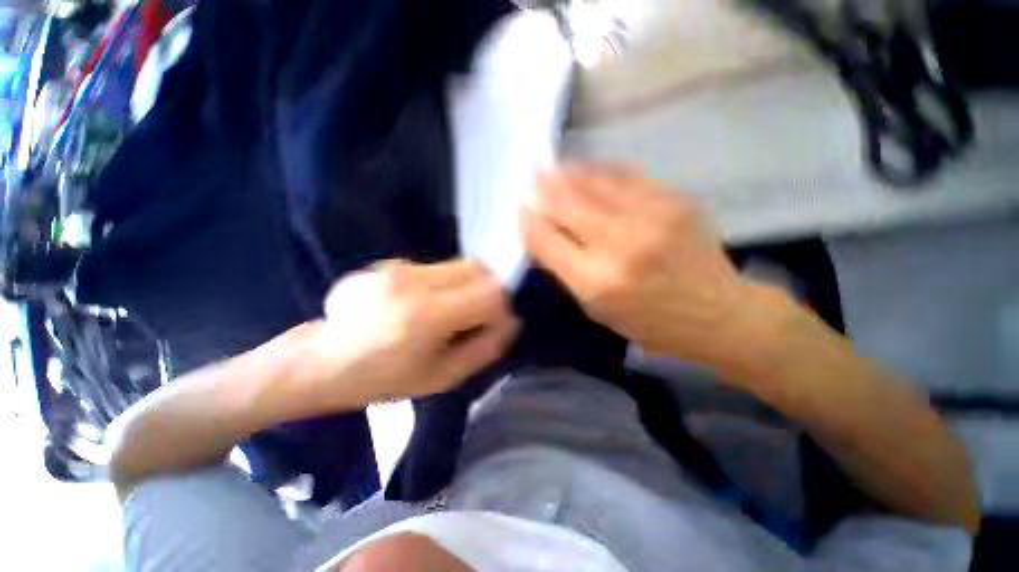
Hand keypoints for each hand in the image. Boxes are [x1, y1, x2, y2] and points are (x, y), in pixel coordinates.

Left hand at [283, 259, 518, 413]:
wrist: (320, 362)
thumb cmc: (381, 380)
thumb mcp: (441, 377)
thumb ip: (484, 348)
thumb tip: (512, 323)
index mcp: (426, 316)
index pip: (490, 292)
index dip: (502, 308)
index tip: (493, 326)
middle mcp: (414, 281)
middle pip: (478, 268)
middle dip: (488, 291)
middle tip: (476, 317)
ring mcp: (398, 267)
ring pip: (459, 264)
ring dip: (468, 286)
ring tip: (448, 313)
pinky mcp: (389, 263)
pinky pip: (437, 267)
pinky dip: (446, 283)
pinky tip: (424, 305)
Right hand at [521, 165, 780, 375]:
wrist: (718, 313)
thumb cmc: (649, 322)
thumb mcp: (596, 309)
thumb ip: (566, 271)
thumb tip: (543, 235)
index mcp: (596, 280)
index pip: (546, 240)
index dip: (528, 220)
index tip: (519, 207)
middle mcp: (619, 244)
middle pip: (566, 204)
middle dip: (542, 187)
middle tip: (528, 172)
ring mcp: (651, 217)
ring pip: (594, 183)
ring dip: (567, 173)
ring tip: (550, 165)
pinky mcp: (675, 200)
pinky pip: (626, 176)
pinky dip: (599, 170)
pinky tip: (586, 167)